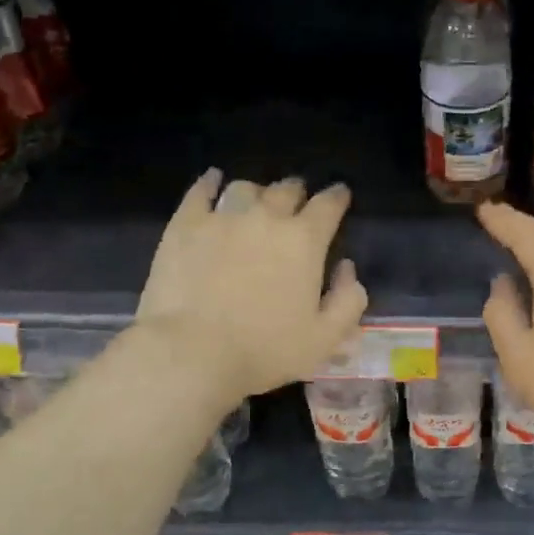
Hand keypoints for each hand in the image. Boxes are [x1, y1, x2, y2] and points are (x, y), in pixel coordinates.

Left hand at [138, 171, 368, 406]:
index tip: (340, 195)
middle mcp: (266, 217)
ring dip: (259, 192)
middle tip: (299, 201)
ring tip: (258, 200)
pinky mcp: (184, 226)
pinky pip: (200, 192)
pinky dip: (210, 184)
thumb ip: (349, 300)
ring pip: (246, 188)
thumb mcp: (326, 337)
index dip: (337, 197)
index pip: (329, 205)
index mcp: (305, 241)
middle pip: (287, 189)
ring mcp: (222, 218)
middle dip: (298, 192)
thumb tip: (347, 268)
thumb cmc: (266, 350)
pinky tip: (213, 181)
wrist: (193, 352)